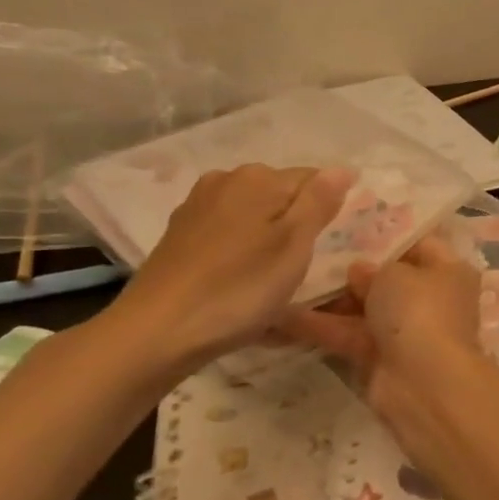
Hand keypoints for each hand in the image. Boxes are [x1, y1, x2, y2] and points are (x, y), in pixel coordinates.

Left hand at [103, 164, 353, 376]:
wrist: (157, 331)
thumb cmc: (239, 289)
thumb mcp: (294, 246)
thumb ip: (319, 202)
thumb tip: (341, 168)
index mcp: (260, 178)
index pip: (315, 179)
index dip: (328, 211)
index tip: (329, 247)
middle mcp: (226, 180)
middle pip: (281, 195)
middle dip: (297, 223)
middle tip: (302, 267)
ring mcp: (198, 206)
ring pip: (253, 214)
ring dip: (269, 237)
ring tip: (272, 278)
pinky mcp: (180, 234)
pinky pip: (228, 232)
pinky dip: (242, 250)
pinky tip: (239, 279)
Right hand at [283, 235, 488, 446]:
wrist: (424, 384)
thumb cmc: (419, 311)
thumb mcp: (394, 274)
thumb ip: (372, 267)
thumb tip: (358, 271)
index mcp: (448, 270)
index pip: (418, 244)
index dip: (385, 235)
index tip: (347, 225)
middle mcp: (430, 299)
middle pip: (387, 278)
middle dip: (350, 269)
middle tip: (308, 250)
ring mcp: (405, 331)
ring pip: (362, 309)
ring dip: (327, 299)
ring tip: (285, 278)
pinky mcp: (379, 359)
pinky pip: (347, 335)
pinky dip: (319, 326)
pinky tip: (278, 314)